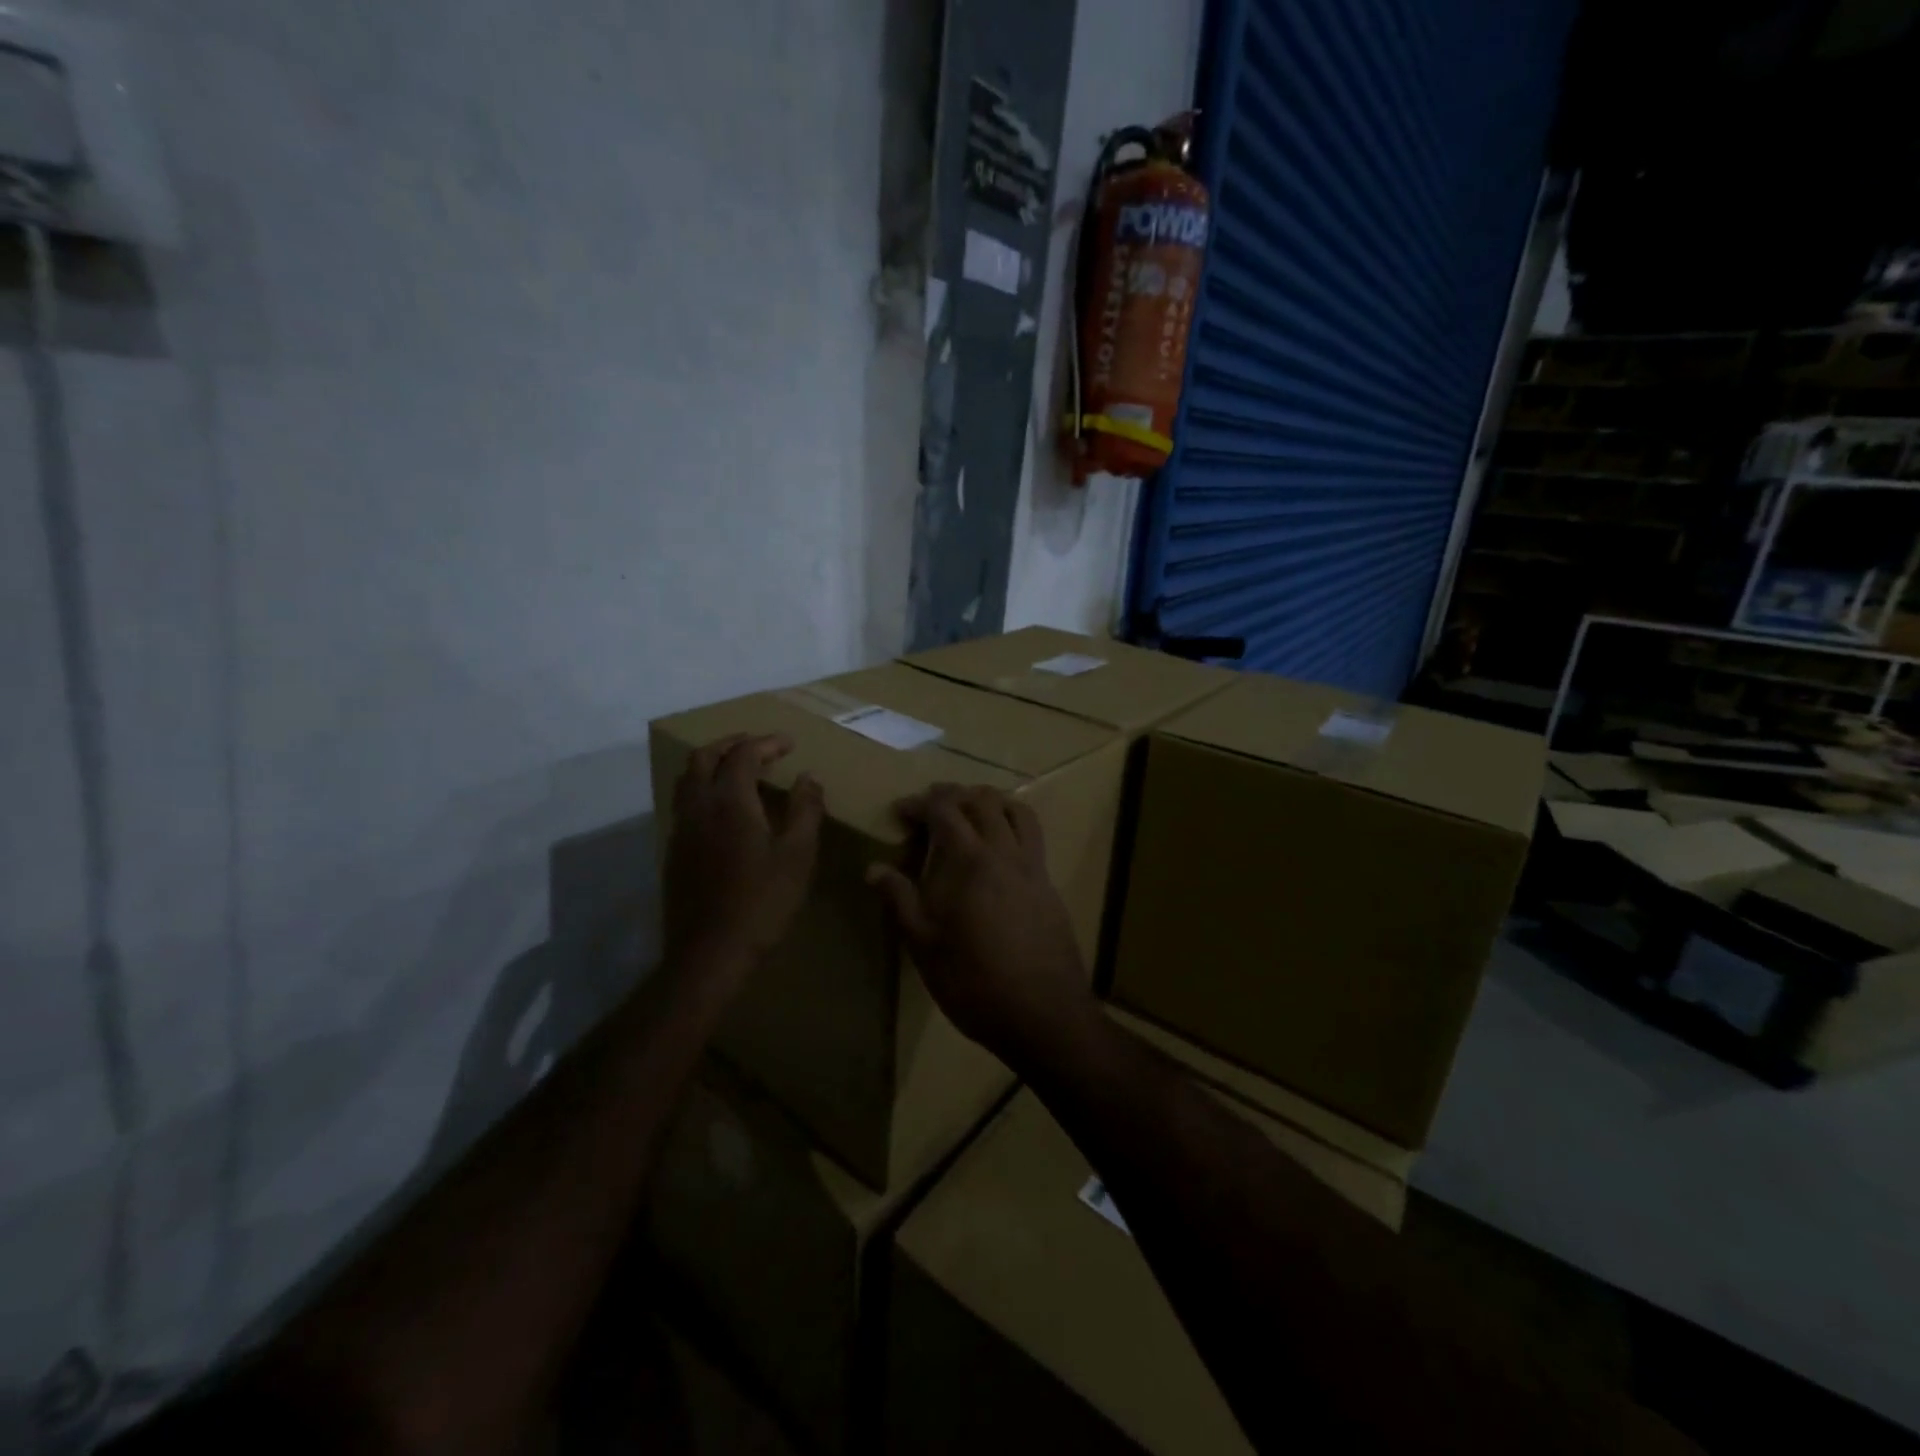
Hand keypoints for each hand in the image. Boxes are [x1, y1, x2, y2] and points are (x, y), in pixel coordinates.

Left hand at [665, 734, 824, 960]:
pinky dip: (702, 788)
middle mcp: (698, 807)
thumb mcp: (798, 856)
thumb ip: (806, 811)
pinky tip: (723, 808)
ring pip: (687, 779)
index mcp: (730, 803)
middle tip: (758, 746)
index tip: (789, 744)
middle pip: (704, 757)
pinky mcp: (674, 852)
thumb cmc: (762, 902)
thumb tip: (809, 777)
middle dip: (732, 744)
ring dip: (711, 763)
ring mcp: (681, 830)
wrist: (710, 953)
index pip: (743, 755)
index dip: (766, 743)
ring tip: (737, 768)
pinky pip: (684, 803)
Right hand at [866, 783, 1094, 1069]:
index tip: (900, 812)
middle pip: (983, 801)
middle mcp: (1005, 852)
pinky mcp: (1048, 885)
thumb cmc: (973, 982)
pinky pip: (1032, 836)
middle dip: (953, 794)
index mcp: (970, 861)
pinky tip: (999, 848)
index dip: (920, 803)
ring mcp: (1033, 867)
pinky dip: (1012, 823)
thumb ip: (900, 900)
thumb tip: (874, 868)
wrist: (1043, 1013)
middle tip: (930, 805)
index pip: (944, 810)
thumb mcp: (924, 945)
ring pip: (1016, 811)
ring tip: (970, 812)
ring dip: (990, 801)